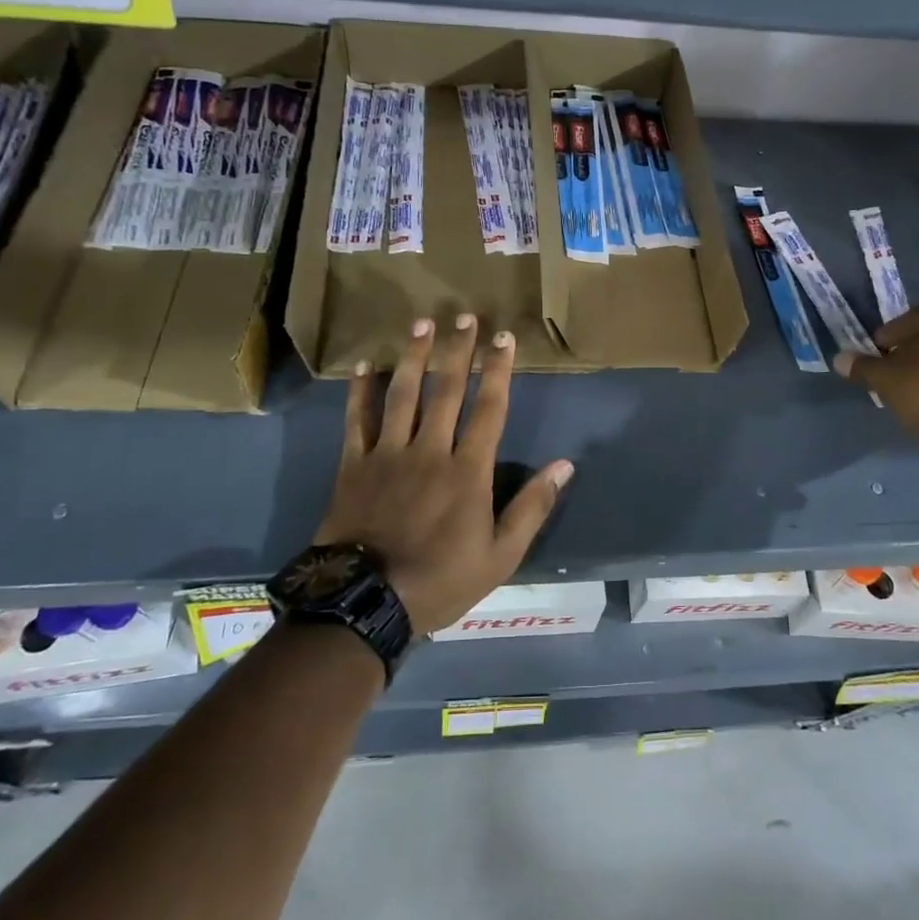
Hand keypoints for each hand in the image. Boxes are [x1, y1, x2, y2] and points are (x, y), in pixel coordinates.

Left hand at [314, 315, 574, 633]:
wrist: (366, 603)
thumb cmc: (440, 580)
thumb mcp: (501, 556)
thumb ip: (532, 507)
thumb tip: (564, 465)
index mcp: (468, 471)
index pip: (489, 408)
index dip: (498, 370)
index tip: (504, 337)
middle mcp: (429, 450)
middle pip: (446, 390)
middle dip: (458, 350)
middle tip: (464, 315)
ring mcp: (387, 454)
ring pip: (402, 394)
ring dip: (414, 356)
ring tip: (422, 324)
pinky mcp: (353, 465)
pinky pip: (356, 420)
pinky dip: (360, 391)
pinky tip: (365, 365)